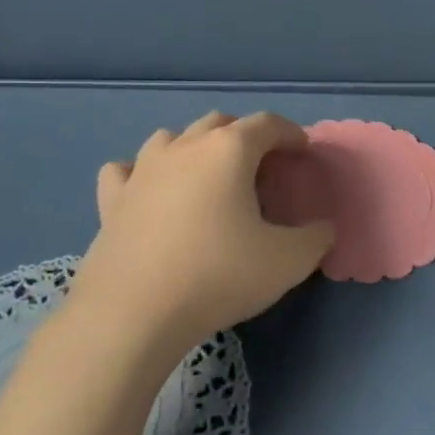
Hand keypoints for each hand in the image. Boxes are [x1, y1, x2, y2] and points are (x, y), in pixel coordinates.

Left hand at [68, 112, 335, 362]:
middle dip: (245, 136)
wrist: (134, 312)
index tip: (302, 151)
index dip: (290, 133)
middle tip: (261, 167)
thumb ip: (315, 238)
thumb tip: (322, 228)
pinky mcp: (112, 199)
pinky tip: (150, 191)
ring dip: (195, 147)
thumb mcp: (287, 261)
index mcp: (228, 151)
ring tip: (208, 176)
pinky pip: (127, 170)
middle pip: (219, 123)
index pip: (267, 124)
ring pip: (172, 138)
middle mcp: (184, 147)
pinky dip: (143, 173)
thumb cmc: (218, 275)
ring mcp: (142, 170)